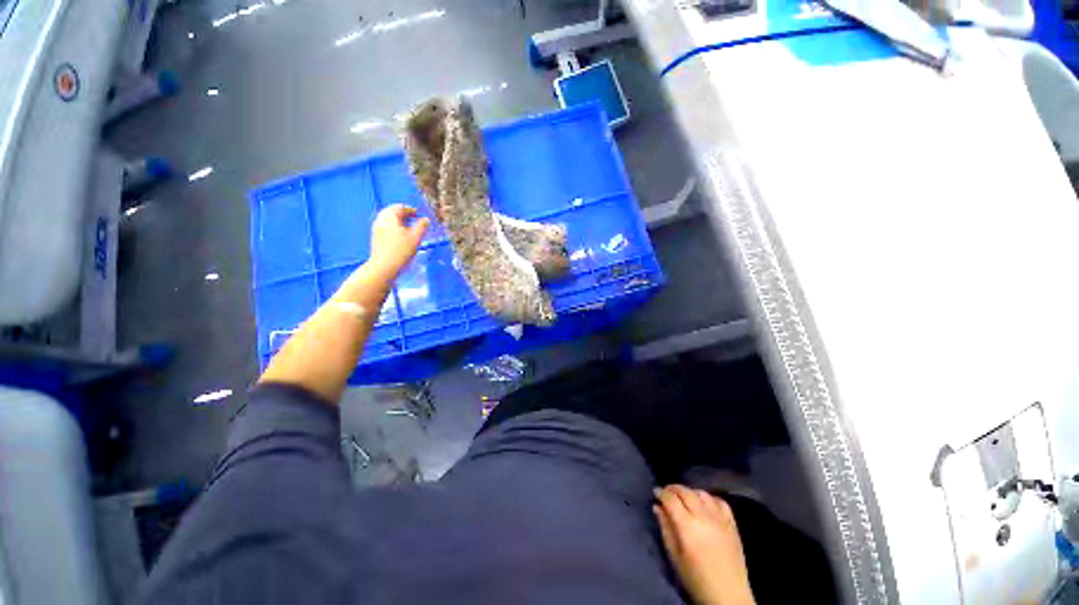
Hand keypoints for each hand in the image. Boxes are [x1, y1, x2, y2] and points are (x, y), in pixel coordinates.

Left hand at [369, 204, 429, 275]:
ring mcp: (377, 229)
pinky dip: (394, 228)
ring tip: (409, 228)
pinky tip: (401, 236)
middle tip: (413, 219)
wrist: (384, 266)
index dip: (410, 209)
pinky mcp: (376, 238)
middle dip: (403, 214)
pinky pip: (386, 227)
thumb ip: (422, 226)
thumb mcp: (416, 237)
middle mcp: (381, 220)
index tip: (418, 213)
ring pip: (388, 220)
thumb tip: (426, 220)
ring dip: (399, 221)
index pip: (399, 207)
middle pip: (392, 212)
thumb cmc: (401, 250)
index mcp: (390, 216)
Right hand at [654, 485, 754, 604]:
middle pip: (686, 492)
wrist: (728, 595)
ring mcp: (720, 519)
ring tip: (684, 497)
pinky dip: (709, 498)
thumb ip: (665, 528)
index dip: (661, 493)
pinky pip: (720, 501)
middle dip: (673, 488)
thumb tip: (657, 507)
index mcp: (687, 526)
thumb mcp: (674, 556)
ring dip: (690, 492)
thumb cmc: (696, 579)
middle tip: (666, 492)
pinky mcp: (732, 524)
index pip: (671, 499)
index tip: (655, 492)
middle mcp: (704, 517)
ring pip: (702, 493)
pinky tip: (704, 503)